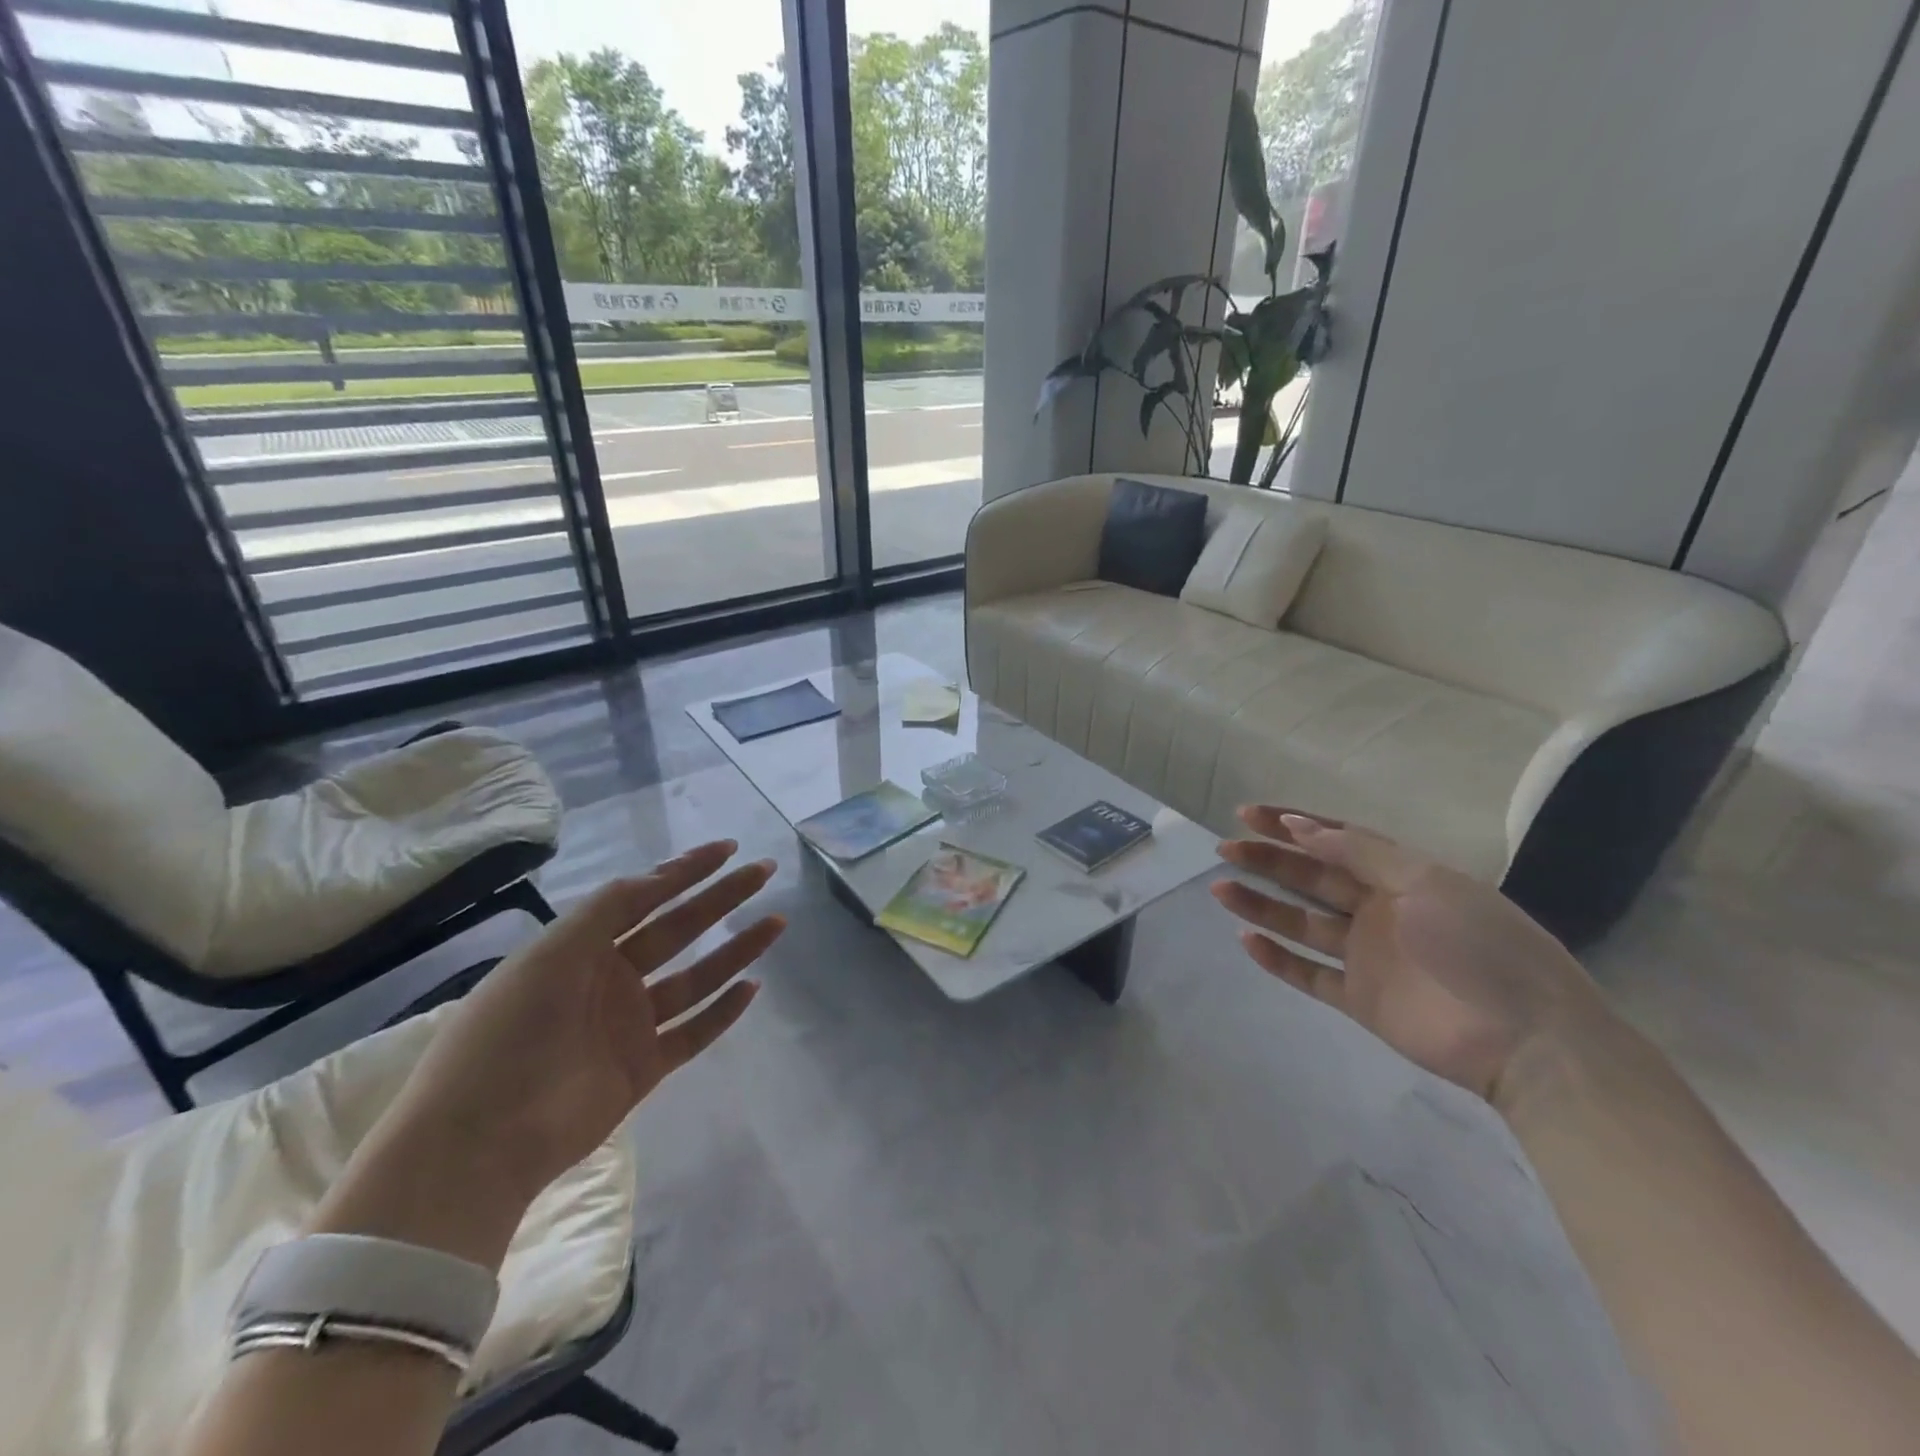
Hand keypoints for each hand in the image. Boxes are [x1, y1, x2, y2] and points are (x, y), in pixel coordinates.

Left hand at [317, 842, 782, 1264]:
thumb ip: (608, 910)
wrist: (479, 1139)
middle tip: (764, 873)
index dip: (685, 870)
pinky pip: (693, 1033)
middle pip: (678, 929)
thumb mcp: (552, 953)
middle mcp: (609, 980)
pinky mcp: (644, 1068)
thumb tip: (659, 877)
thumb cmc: (509, 1032)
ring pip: (696, 978)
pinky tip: (752, 987)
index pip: (644, 898)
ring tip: (775, 923)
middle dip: (721, 899)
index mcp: (581, 948)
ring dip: (735, 951)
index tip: (728, 849)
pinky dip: (723, 1012)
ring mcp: (629, 1025)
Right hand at [1211, 808, 1611, 1105]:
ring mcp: (1368, 956)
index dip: (1292, 825)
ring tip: (1221, 889)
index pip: (1336, 840)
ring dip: (1261, 905)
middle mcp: (1380, 910)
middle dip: (1268, 861)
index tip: (1248, 814)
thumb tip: (1297, 825)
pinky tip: (1246, 941)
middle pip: (1312, 878)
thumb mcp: (1424, 882)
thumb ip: (1358, 853)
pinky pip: (1309, 974)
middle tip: (1226, 849)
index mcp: (1401, 876)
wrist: (1528, 1040)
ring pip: (1301, 924)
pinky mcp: (1360, 999)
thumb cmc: (1479, 945)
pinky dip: (1277, 959)